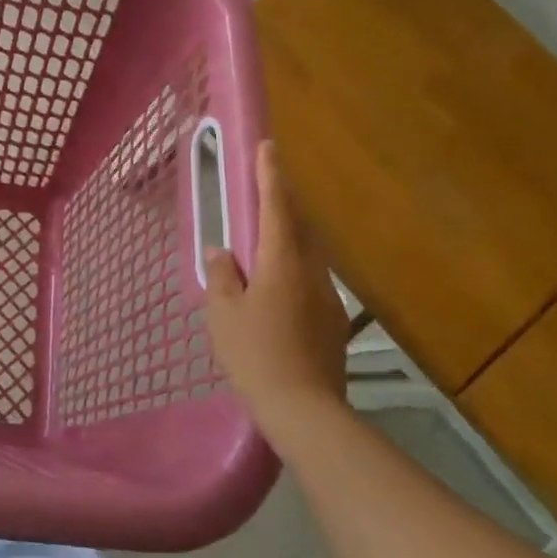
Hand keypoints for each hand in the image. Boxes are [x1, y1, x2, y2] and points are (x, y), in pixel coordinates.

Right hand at [205, 142, 349, 426]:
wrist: (305, 409)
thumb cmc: (255, 354)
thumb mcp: (223, 313)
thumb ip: (223, 276)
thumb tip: (224, 252)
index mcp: (282, 263)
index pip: (276, 208)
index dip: (271, 176)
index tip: (269, 148)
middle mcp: (311, 272)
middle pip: (300, 226)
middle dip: (285, 202)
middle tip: (268, 188)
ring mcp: (327, 297)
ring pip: (309, 253)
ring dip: (291, 236)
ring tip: (268, 237)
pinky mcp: (333, 322)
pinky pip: (311, 279)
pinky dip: (294, 268)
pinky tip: (278, 288)